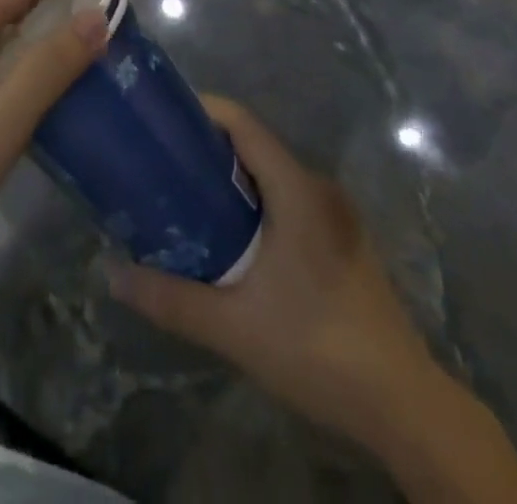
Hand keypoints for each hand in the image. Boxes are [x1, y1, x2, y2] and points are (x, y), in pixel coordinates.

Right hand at [107, 96, 436, 454]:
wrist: (404, 406)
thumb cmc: (318, 348)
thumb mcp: (234, 327)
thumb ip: (171, 298)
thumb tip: (111, 273)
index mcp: (296, 188)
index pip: (242, 122)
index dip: (201, 110)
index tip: (160, 120)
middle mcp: (317, 188)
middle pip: (253, 146)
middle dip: (205, 149)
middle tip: (159, 165)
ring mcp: (334, 215)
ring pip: (270, 176)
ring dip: (229, 180)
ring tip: (183, 200)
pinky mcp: (341, 241)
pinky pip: (287, 201)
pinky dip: (253, 204)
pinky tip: (230, 241)